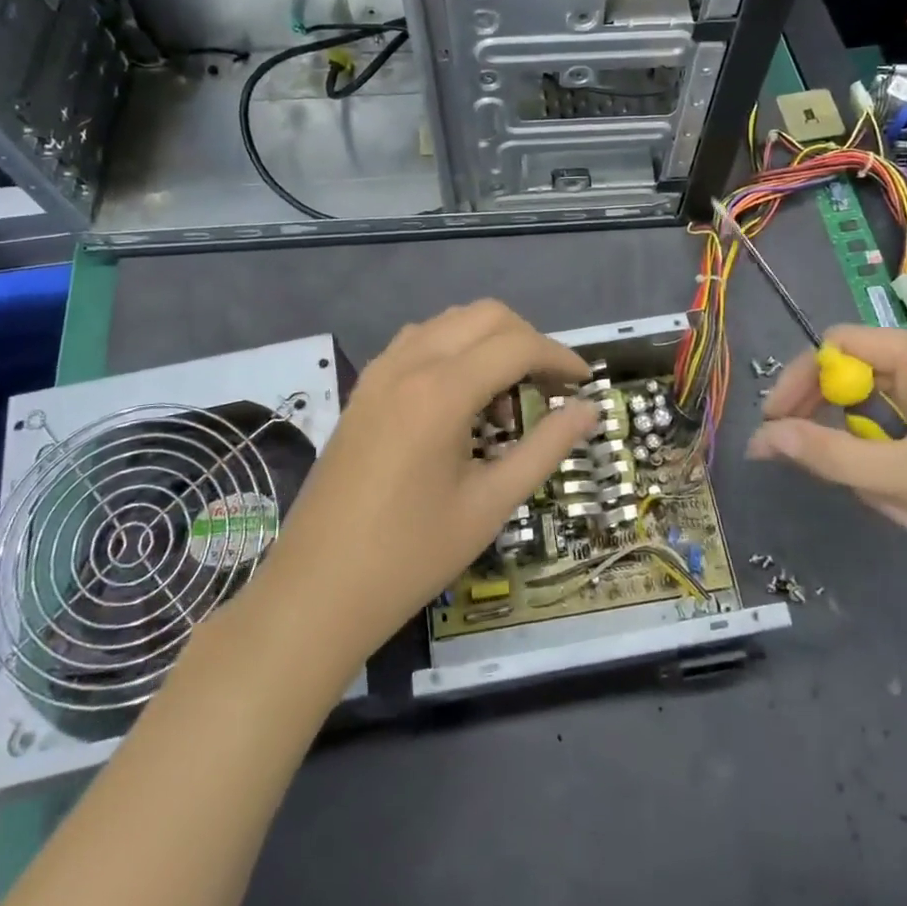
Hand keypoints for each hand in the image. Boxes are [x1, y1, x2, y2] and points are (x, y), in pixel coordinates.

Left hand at [252, 301, 597, 666]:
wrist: (317, 590)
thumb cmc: (411, 555)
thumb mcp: (490, 504)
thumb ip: (545, 448)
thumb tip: (589, 411)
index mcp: (441, 391)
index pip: (517, 345)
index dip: (560, 357)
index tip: (585, 383)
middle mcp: (409, 363)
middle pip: (485, 315)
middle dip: (528, 340)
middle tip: (549, 387)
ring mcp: (380, 371)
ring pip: (449, 321)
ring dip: (488, 340)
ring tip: (505, 395)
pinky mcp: (364, 388)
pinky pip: (418, 341)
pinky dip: (453, 348)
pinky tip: (460, 397)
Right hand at [747, 325, 906, 609]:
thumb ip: (829, 453)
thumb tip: (760, 438)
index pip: (841, 345)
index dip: (802, 379)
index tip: (773, 423)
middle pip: (852, 384)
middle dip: (836, 432)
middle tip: (810, 467)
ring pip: (869, 425)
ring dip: (867, 468)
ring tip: (896, 509)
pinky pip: (892, 450)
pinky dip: (888, 482)